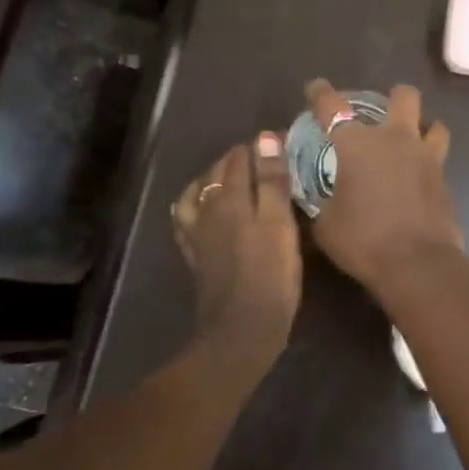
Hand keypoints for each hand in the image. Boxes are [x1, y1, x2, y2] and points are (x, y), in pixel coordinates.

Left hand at [172, 134, 301, 358]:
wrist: (240, 331)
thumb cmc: (270, 279)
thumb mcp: (280, 226)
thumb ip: (272, 182)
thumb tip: (264, 137)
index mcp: (232, 200)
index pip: (241, 158)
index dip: (260, 146)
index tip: (282, 142)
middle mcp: (209, 210)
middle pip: (218, 172)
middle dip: (239, 158)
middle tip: (266, 157)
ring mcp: (198, 234)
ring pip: (198, 192)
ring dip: (214, 178)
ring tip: (233, 176)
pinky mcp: (195, 256)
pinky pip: (187, 219)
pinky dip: (195, 204)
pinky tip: (203, 208)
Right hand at [305, 79, 464, 290]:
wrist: (417, 264)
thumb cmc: (362, 241)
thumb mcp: (325, 223)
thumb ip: (321, 200)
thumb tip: (322, 195)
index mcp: (357, 144)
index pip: (331, 106)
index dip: (320, 93)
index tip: (316, 88)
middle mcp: (394, 139)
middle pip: (403, 96)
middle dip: (393, 97)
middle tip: (381, 113)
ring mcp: (426, 157)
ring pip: (434, 123)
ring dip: (422, 127)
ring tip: (410, 143)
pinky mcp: (444, 179)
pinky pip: (439, 158)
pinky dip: (428, 161)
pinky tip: (417, 178)